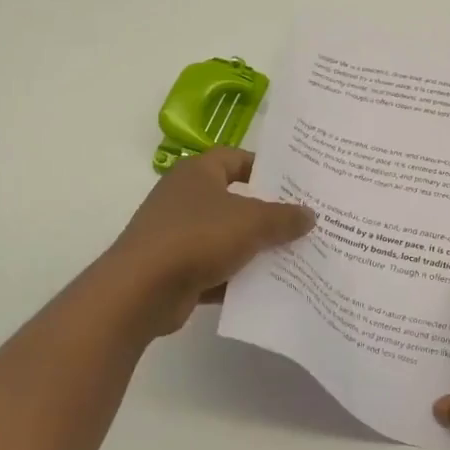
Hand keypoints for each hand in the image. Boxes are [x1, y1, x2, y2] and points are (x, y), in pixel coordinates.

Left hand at [99, 148, 313, 337]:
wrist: (140, 291)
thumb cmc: (197, 237)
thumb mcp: (252, 222)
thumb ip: (284, 217)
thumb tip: (309, 215)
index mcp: (198, 173)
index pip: (235, 158)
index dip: (264, 167)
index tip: (293, 182)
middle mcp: (184, 198)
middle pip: (234, 200)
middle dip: (266, 212)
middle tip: (301, 220)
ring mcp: (176, 235)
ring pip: (225, 237)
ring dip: (253, 248)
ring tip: (292, 255)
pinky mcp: (174, 270)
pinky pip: (214, 269)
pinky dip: (236, 277)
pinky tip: (266, 287)